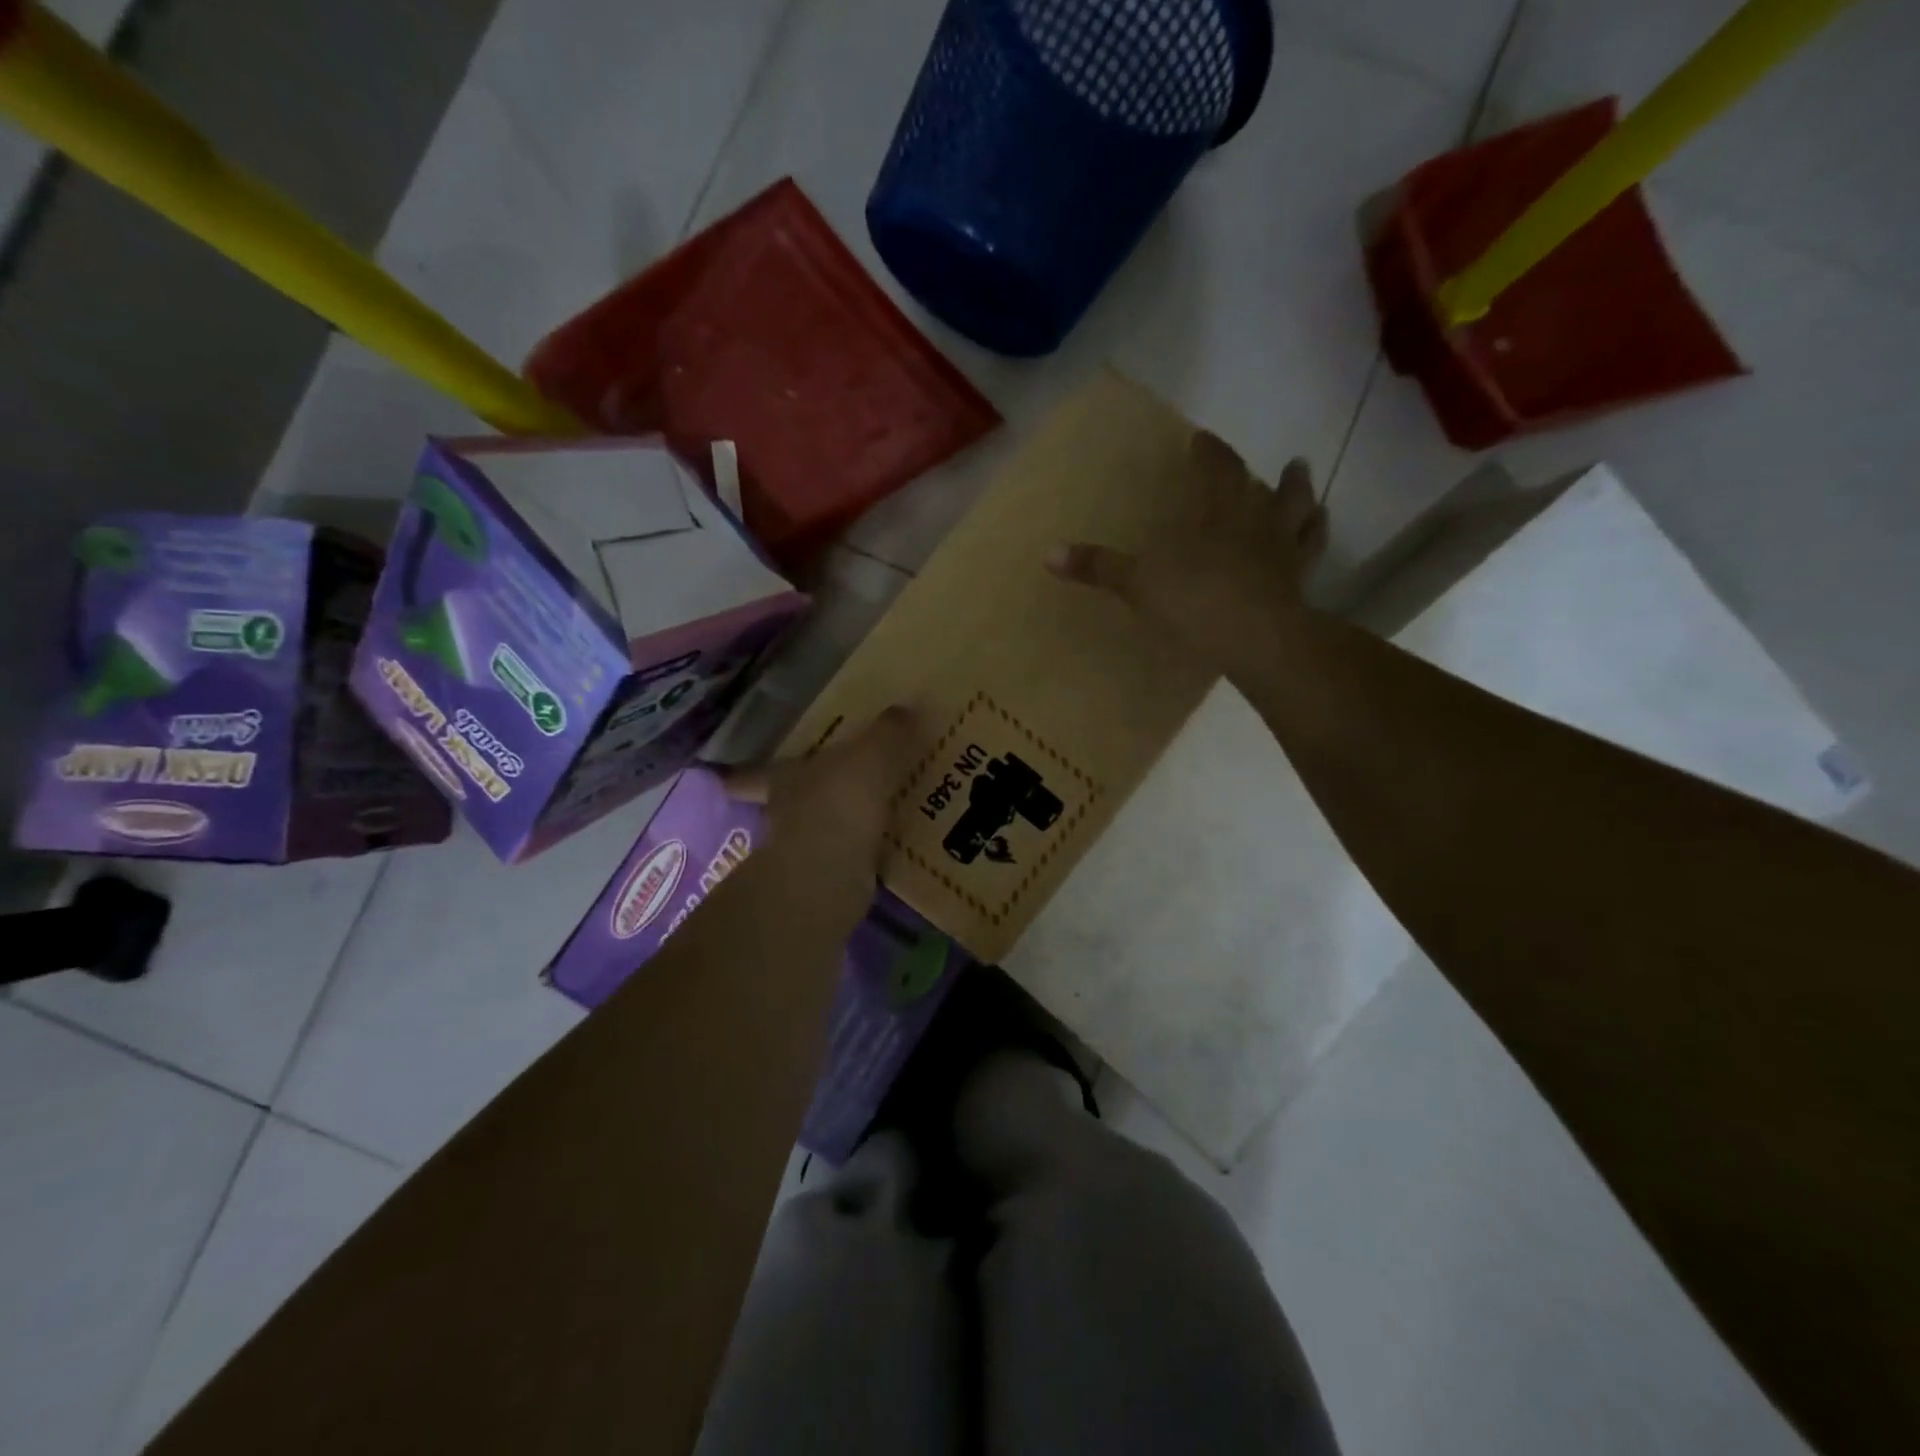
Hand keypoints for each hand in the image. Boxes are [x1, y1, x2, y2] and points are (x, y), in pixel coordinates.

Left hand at [727, 707, 919, 879]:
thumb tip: (905, 708)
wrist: (829, 877)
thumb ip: (886, 735)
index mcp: (784, 780)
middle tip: (814, 793)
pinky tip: (880, 850)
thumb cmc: (837, 806)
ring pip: (813, 832)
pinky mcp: (826, 881)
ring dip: (829, 827)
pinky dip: (858, 853)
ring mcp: (801, 852)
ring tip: (860, 819)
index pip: (752, 775)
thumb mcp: (868, 759)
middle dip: (793, 801)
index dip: (738, 776)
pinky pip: (844, 858)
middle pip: (780, 804)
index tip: (718, 779)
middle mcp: (784, 815)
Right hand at [1047, 434, 1326, 680]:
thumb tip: (1048, 553)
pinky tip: (1311, 552)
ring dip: (1306, 505)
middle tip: (1287, 464)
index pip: (1220, 469)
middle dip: (1277, 477)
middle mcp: (1261, 525)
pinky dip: (1312, 550)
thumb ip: (1100, 567)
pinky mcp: (1300, 589)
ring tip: (1312, 496)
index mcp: (1224, 513)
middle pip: (1276, 490)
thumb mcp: (1140, 583)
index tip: (1204, 440)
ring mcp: (1286, 557)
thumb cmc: (1198, 602)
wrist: (1257, 641)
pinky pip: (1310, 562)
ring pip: (1304, 520)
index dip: (1212, 452)